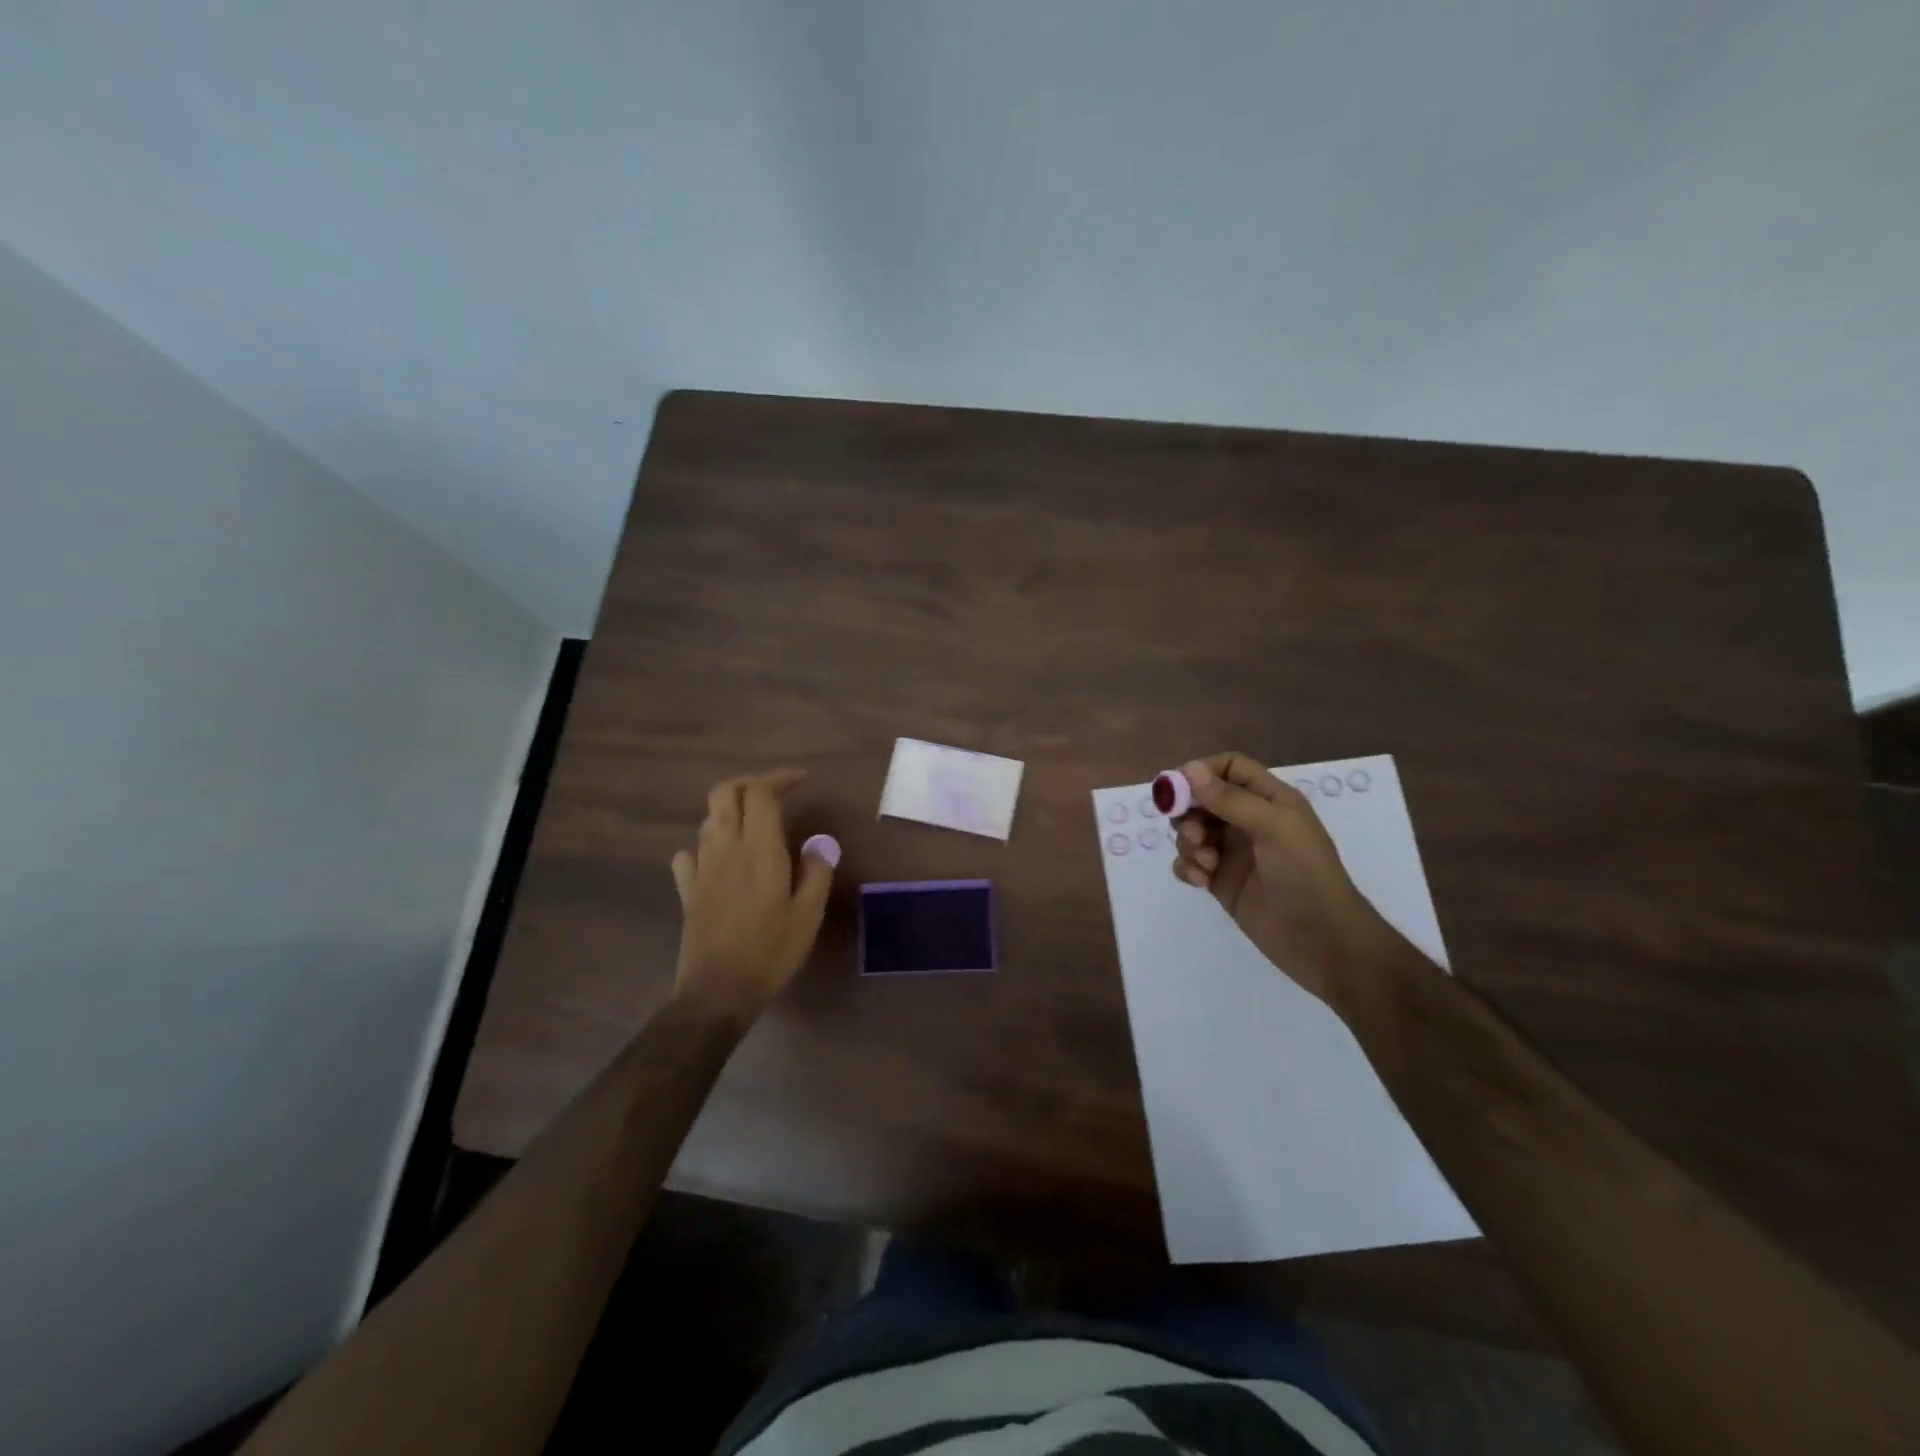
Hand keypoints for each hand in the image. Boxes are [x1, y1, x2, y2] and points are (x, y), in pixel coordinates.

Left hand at [670, 770, 835, 1026]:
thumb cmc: (771, 952)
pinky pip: (690, 853)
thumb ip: (816, 872)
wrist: (717, 993)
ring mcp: (701, 869)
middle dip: (749, 783)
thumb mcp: (808, 915)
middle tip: (775, 793)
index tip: (802, 781)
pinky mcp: (687, 890)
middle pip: (724, 793)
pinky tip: (721, 859)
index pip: (759, 792)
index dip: (779, 778)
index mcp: (759, 850)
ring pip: (708, 819)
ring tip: (756, 824)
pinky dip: (706, 845)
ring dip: (731, 810)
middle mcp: (725, 849)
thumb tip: (819, 843)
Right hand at [1170, 753, 1410, 1008]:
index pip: (1229, 767)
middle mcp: (1249, 820)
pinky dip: (1188, 867)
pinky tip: (1201, 881)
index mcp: (1269, 799)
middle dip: (1189, 814)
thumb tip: (1189, 768)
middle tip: (1194, 836)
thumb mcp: (1273, 827)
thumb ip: (1229, 798)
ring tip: (1206, 865)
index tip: (1179, 790)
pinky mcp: (1221, 881)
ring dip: (1188, 844)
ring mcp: (1233, 852)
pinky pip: (1190, 863)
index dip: (1202, 772)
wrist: (1323, 941)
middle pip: (1202, 799)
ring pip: (1192, 831)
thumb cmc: (1305, 875)